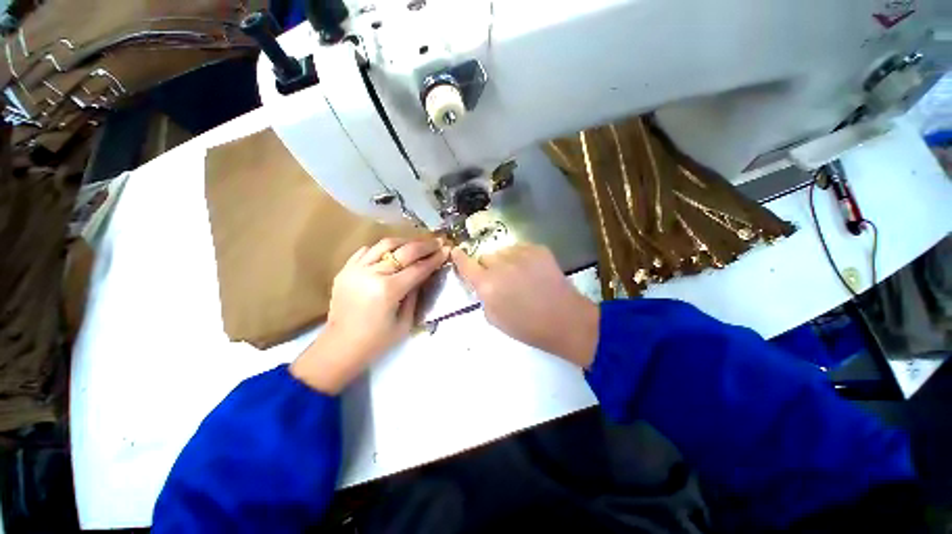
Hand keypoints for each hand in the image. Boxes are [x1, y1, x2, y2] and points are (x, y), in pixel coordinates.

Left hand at [291, 237, 448, 393]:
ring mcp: (356, 269)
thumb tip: (424, 274)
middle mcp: (372, 274)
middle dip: (424, 245)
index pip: (418, 268)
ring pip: (385, 244)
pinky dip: (382, 249)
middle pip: (404, 251)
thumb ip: (416, 295)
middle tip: (437, 242)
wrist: (340, 347)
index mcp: (388, 290)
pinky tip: (392, 252)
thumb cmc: (376, 341)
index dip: (434, 258)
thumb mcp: (405, 322)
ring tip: (416, 244)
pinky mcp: (345, 270)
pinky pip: (366, 251)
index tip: (446, 250)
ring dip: (405, 242)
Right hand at [451, 244, 598, 367]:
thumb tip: (483, 284)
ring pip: (503, 251)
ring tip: (520, 276)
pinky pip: (520, 249)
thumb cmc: (527, 327)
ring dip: (505, 261)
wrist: (564, 319)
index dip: (459, 258)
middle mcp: (500, 265)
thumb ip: (484, 297)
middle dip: (488, 266)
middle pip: (485, 256)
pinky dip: (521, 258)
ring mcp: (520, 254)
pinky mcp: (538, 249)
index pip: (466, 265)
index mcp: (487, 285)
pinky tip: (532, 271)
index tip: (456, 252)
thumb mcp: (495, 319)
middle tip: (501, 279)